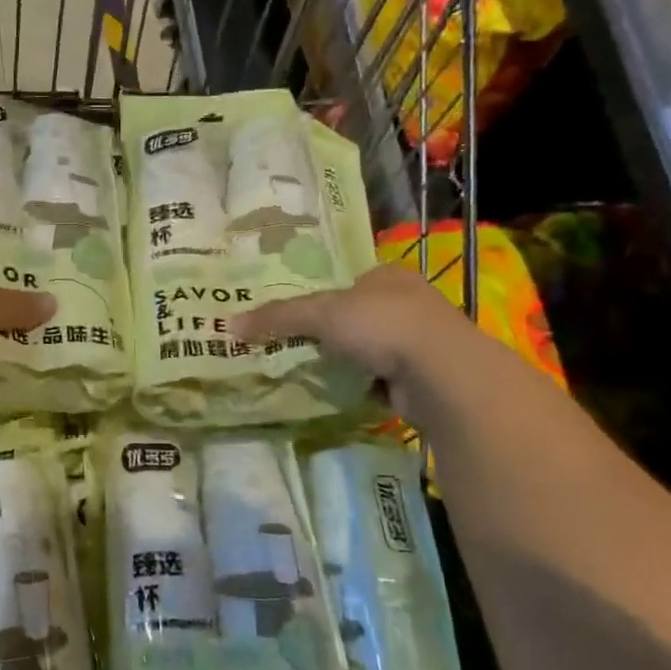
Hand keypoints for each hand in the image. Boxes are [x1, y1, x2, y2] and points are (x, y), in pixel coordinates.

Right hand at [226, 263, 472, 382]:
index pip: (347, 282)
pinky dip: (362, 387)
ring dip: (347, 362)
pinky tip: (342, 393)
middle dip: (331, 333)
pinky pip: (380, 380)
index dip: (320, 297)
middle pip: (356, 316)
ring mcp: (419, 343)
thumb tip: (228, 325)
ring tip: (312, 372)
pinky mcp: (423, 378)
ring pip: (369, 350)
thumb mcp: (321, 314)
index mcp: (387, 276)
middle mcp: (408, 303)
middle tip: (295, 346)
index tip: (294, 316)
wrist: (441, 374)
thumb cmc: (382, 325)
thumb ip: (278, 317)